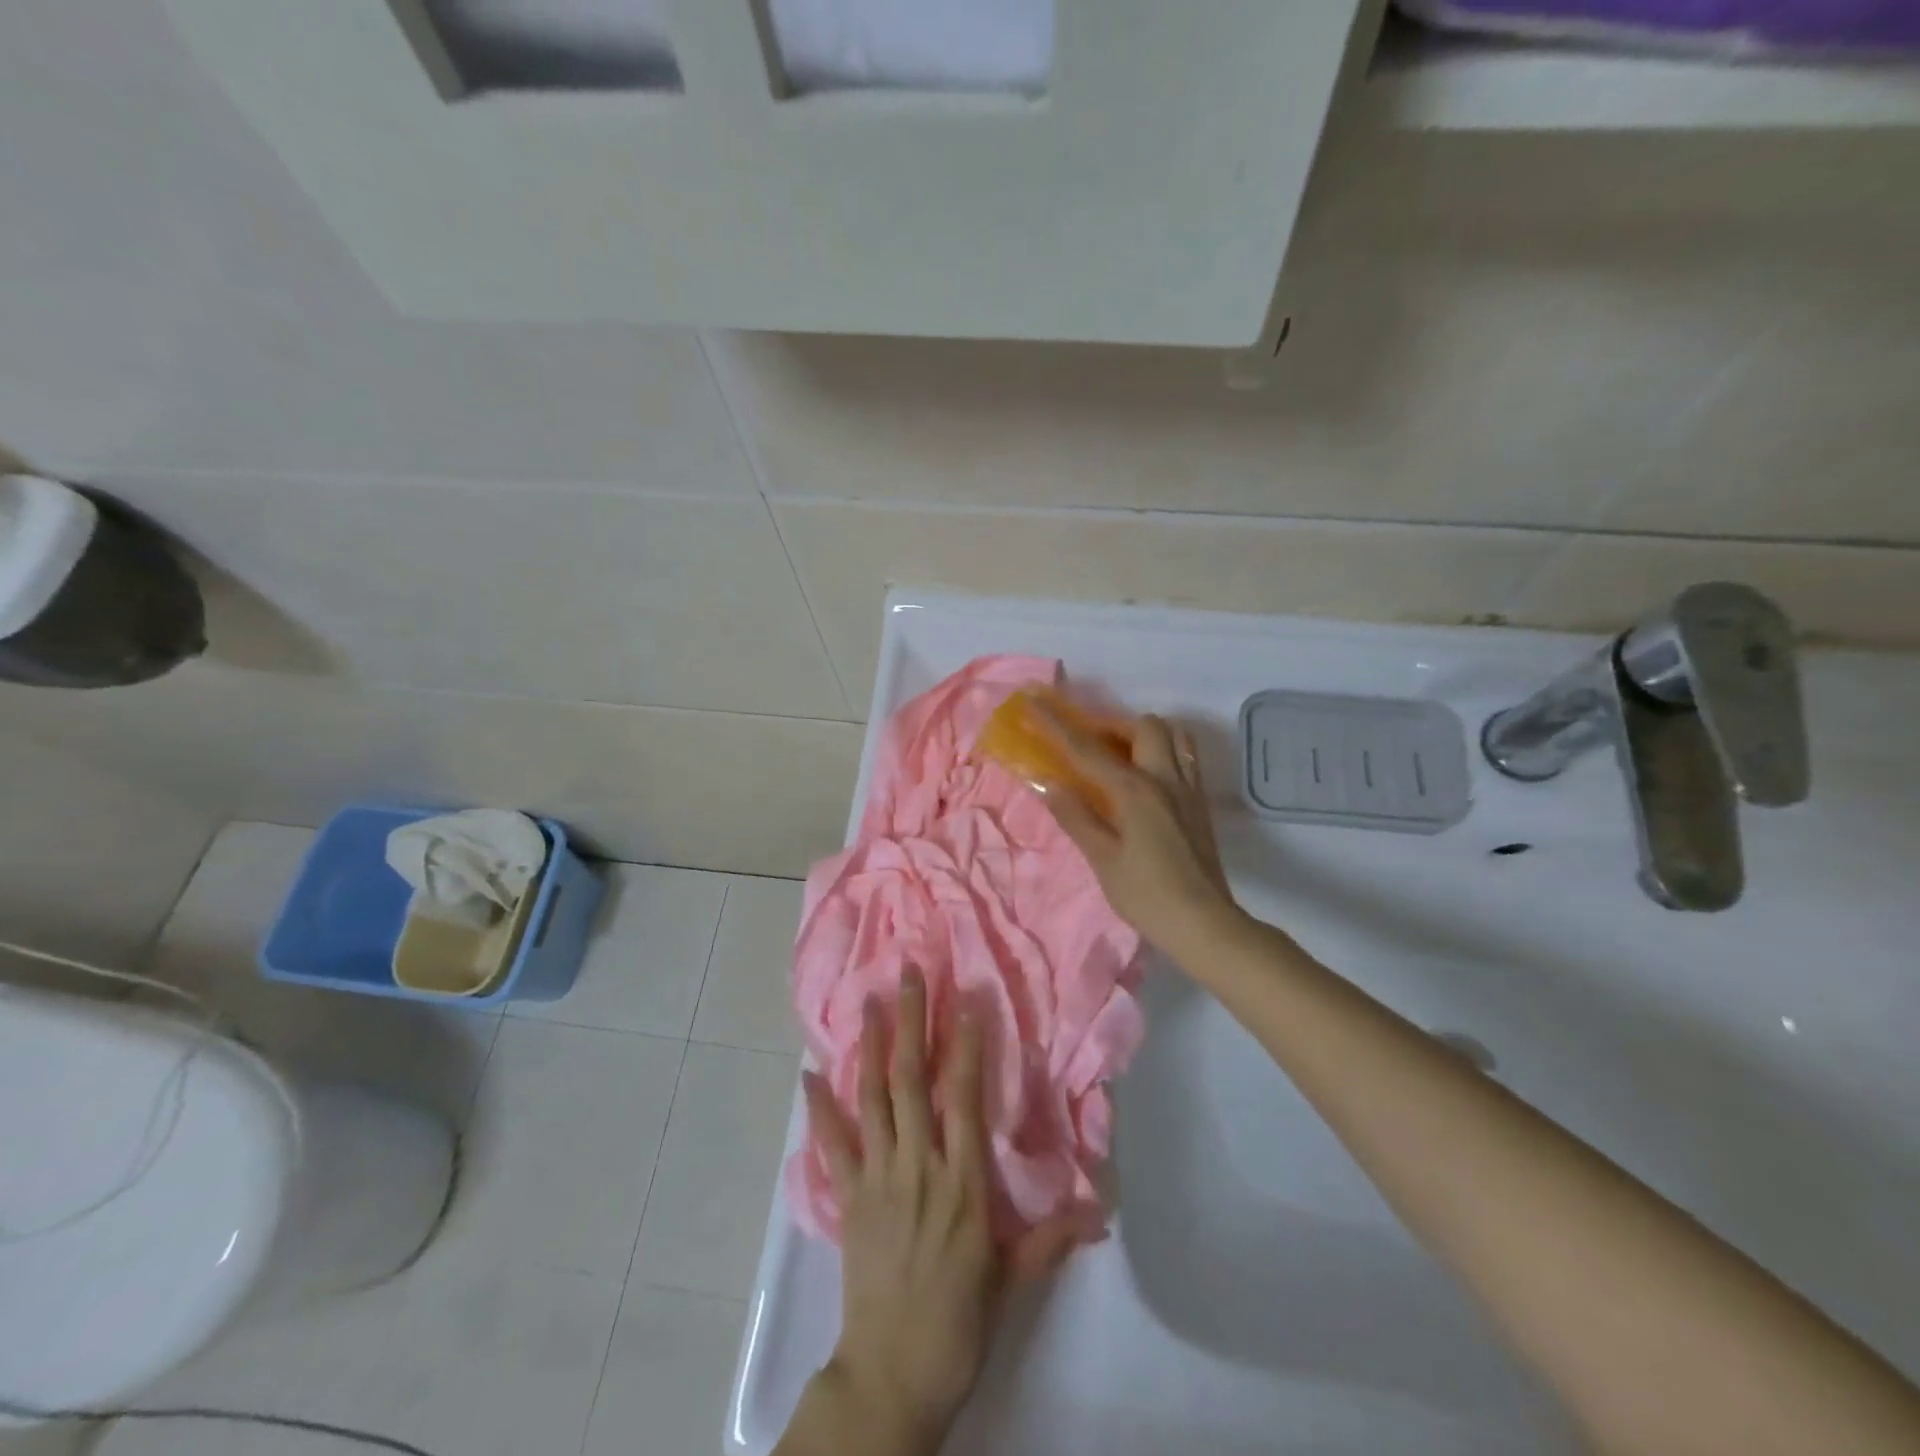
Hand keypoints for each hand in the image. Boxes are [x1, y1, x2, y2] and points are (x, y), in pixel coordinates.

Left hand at [803, 971, 1089, 1453]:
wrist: (893, 1375)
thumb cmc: (959, 1323)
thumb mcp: (1013, 1280)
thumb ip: (1051, 1237)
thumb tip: (1100, 1210)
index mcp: (963, 1181)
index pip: (964, 1096)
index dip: (965, 1044)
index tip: (967, 999)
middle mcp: (919, 1166)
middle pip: (912, 1080)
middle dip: (911, 1022)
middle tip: (909, 973)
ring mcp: (878, 1178)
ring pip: (873, 1098)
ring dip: (869, 1047)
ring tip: (868, 1002)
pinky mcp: (848, 1198)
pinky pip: (833, 1145)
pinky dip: (820, 1108)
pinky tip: (808, 1074)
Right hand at [1028, 702, 1239, 959]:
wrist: (1205, 925)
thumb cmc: (1148, 896)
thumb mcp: (1103, 860)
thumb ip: (1076, 817)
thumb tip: (1048, 783)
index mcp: (1135, 791)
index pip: (1088, 749)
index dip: (1057, 724)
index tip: (1034, 700)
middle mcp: (1166, 779)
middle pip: (1144, 726)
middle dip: (1111, 724)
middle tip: (1087, 742)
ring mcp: (1189, 789)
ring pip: (1173, 736)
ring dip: (1143, 734)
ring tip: (1119, 754)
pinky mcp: (1200, 804)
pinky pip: (1184, 757)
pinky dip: (1162, 751)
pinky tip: (1145, 778)